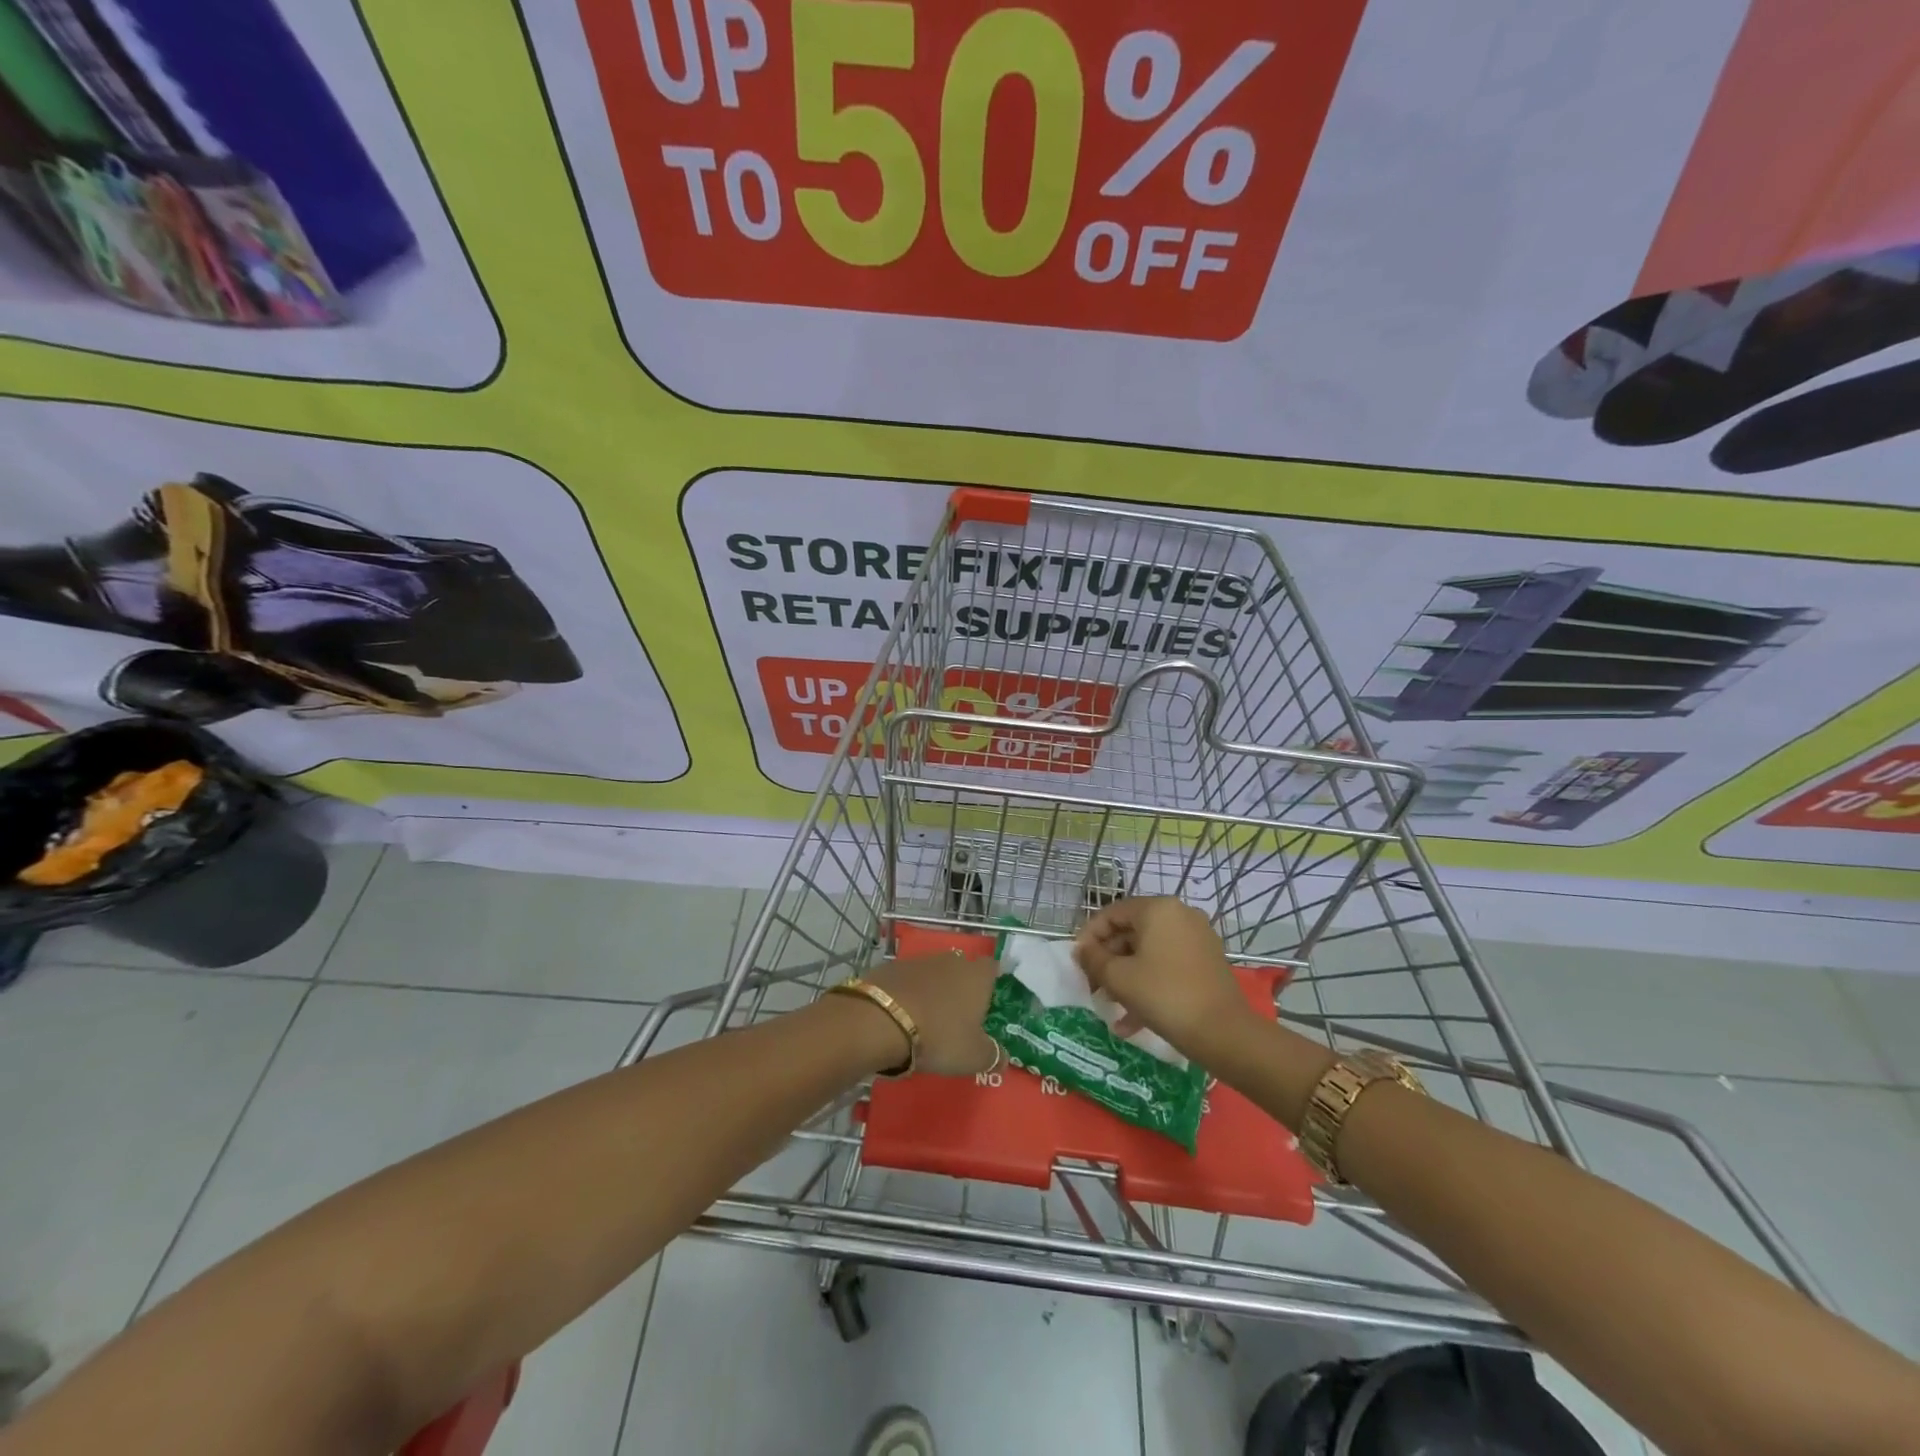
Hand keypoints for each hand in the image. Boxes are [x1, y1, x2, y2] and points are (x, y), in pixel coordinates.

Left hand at [862, 953, 1000, 1076]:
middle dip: (960, 988)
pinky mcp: (892, 967)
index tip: (987, 1002)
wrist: (882, 1019)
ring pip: (934, 973)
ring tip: (927, 1019)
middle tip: (957, 1016)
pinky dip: (908, 993)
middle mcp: (951, 961)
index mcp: (977, 976)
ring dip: (933, 990)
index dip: (991, 982)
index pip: (992, 967)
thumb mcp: (973, 1056)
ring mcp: (920, 961)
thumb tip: (1003, 1059)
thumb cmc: (939, 1036)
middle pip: (962, 969)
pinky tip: (902, 1015)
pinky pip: (908, 980)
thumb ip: (993, 1056)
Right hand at [1075, 897, 1253, 1060]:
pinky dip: (1149, 984)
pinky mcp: (1207, 962)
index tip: (1078, 963)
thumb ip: (1093, 959)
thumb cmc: (1164, 995)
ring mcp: (1197, 938)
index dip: (1089, 937)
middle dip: (1108, 961)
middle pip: (1131, 932)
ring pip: (1149, 952)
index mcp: (1157, 909)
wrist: (1224, 1033)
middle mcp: (1180, 915)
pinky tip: (1132, 1021)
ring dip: (1126, 978)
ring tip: (1110, 1007)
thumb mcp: (1119, 977)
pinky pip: (1168, 966)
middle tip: (1093, 987)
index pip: (1111, 914)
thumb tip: (1082, 950)